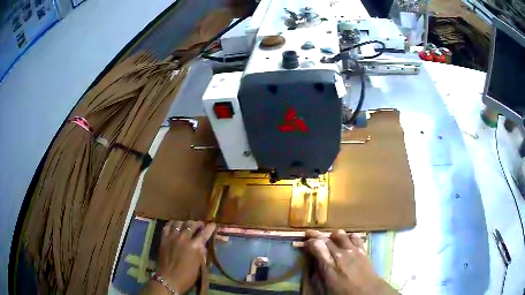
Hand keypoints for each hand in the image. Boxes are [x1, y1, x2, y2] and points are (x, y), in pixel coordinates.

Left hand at [150, 220, 215, 293]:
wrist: (169, 279)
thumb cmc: (187, 276)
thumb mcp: (199, 266)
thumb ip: (201, 253)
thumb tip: (202, 245)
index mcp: (195, 246)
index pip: (204, 233)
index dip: (210, 227)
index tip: (213, 224)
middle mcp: (184, 238)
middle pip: (191, 224)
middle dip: (197, 223)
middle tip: (200, 225)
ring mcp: (172, 237)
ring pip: (179, 222)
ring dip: (185, 223)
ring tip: (187, 225)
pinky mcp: (163, 239)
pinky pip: (167, 226)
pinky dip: (172, 224)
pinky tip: (175, 226)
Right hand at [304, 229, 397, 294]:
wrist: (368, 292)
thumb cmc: (343, 293)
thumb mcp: (325, 288)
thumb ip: (318, 274)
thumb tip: (313, 264)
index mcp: (328, 266)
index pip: (316, 246)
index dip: (309, 242)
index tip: (305, 243)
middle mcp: (340, 255)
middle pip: (326, 238)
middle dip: (316, 235)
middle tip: (309, 234)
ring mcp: (353, 251)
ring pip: (340, 234)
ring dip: (332, 235)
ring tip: (329, 237)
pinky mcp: (362, 250)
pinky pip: (355, 237)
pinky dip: (349, 236)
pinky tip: (347, 240)